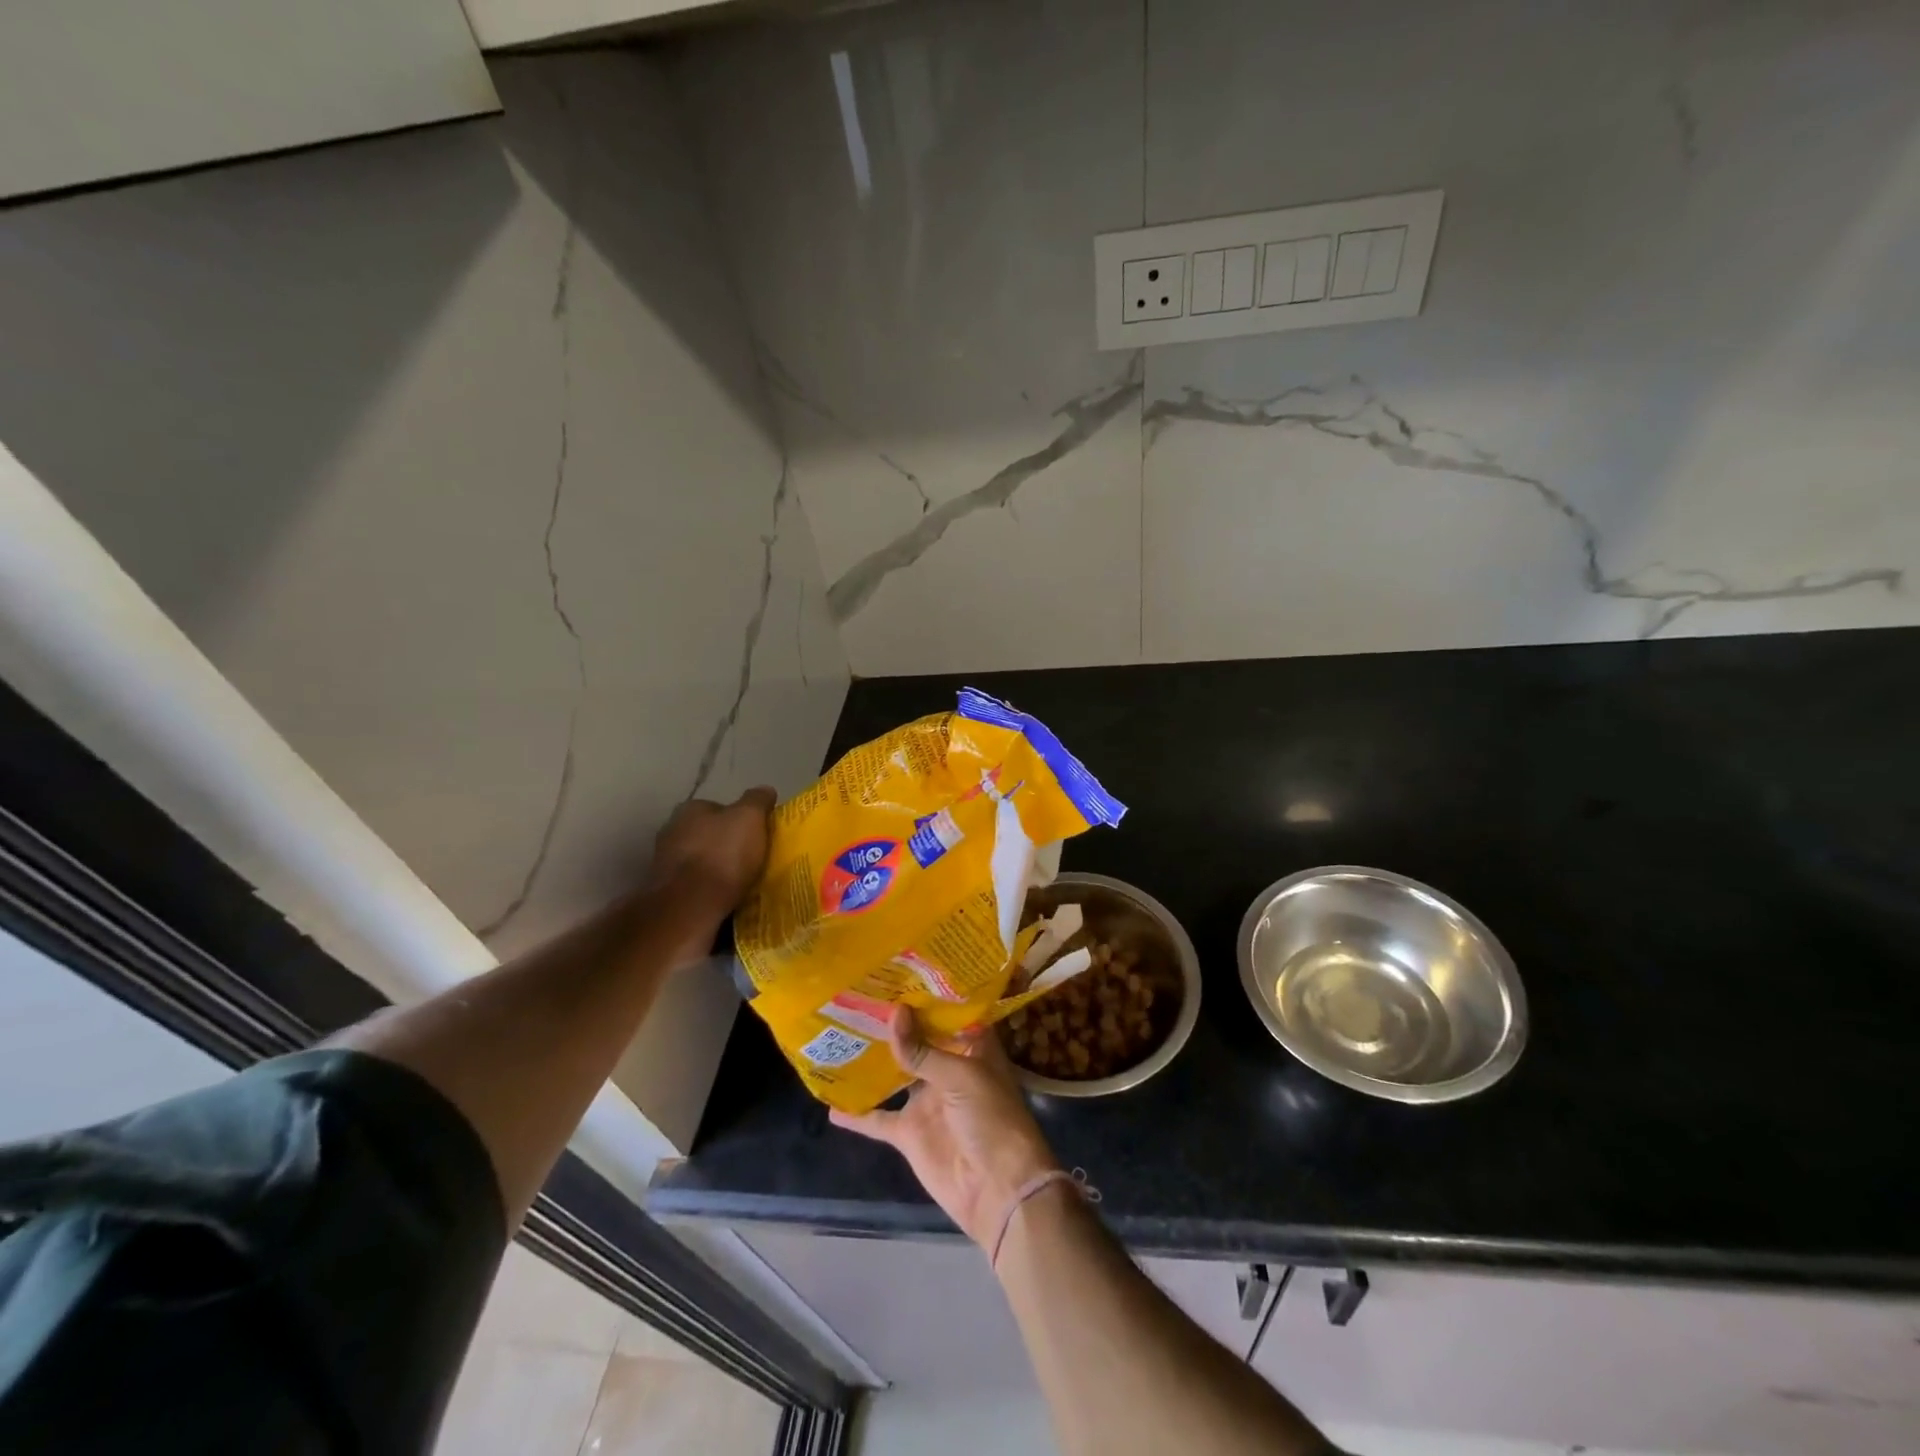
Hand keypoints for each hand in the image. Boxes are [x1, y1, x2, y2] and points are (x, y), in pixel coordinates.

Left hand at [649, 786, 775, 915]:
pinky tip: (724, 898)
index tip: (757, 834)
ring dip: (715, 867)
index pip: (719, 807)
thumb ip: (757, 801)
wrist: (689, 906)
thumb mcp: (750, 818)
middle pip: (707, 834)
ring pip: (699, 860)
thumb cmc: (722, 855)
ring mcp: (664, 863)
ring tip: (740, 881)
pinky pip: (694, 885)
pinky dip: (707, 889)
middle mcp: (671, 831)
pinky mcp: (665, 892)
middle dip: (725, 843)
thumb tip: (765, 789)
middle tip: (751, 857)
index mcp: (690, 809)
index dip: (740, 819)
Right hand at [831, 1007, 1060, 1250]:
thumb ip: (923, 1049)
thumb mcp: (961, 1076)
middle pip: (918, 1039)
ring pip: (895, 1072)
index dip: (928, 993)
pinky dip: (856, 1113)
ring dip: (873, 1058)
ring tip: (841, 1031)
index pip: (949, 1012)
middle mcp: (949, 1068)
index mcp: (971, 1048)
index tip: (900, 968)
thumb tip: (894, 1012)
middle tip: (861, 991)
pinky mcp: (910, 1132)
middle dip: (895, 1020)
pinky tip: (829, 1100)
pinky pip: (878, 1119)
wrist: (998, 1189)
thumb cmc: (992, 1119)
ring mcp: (927, 1100)